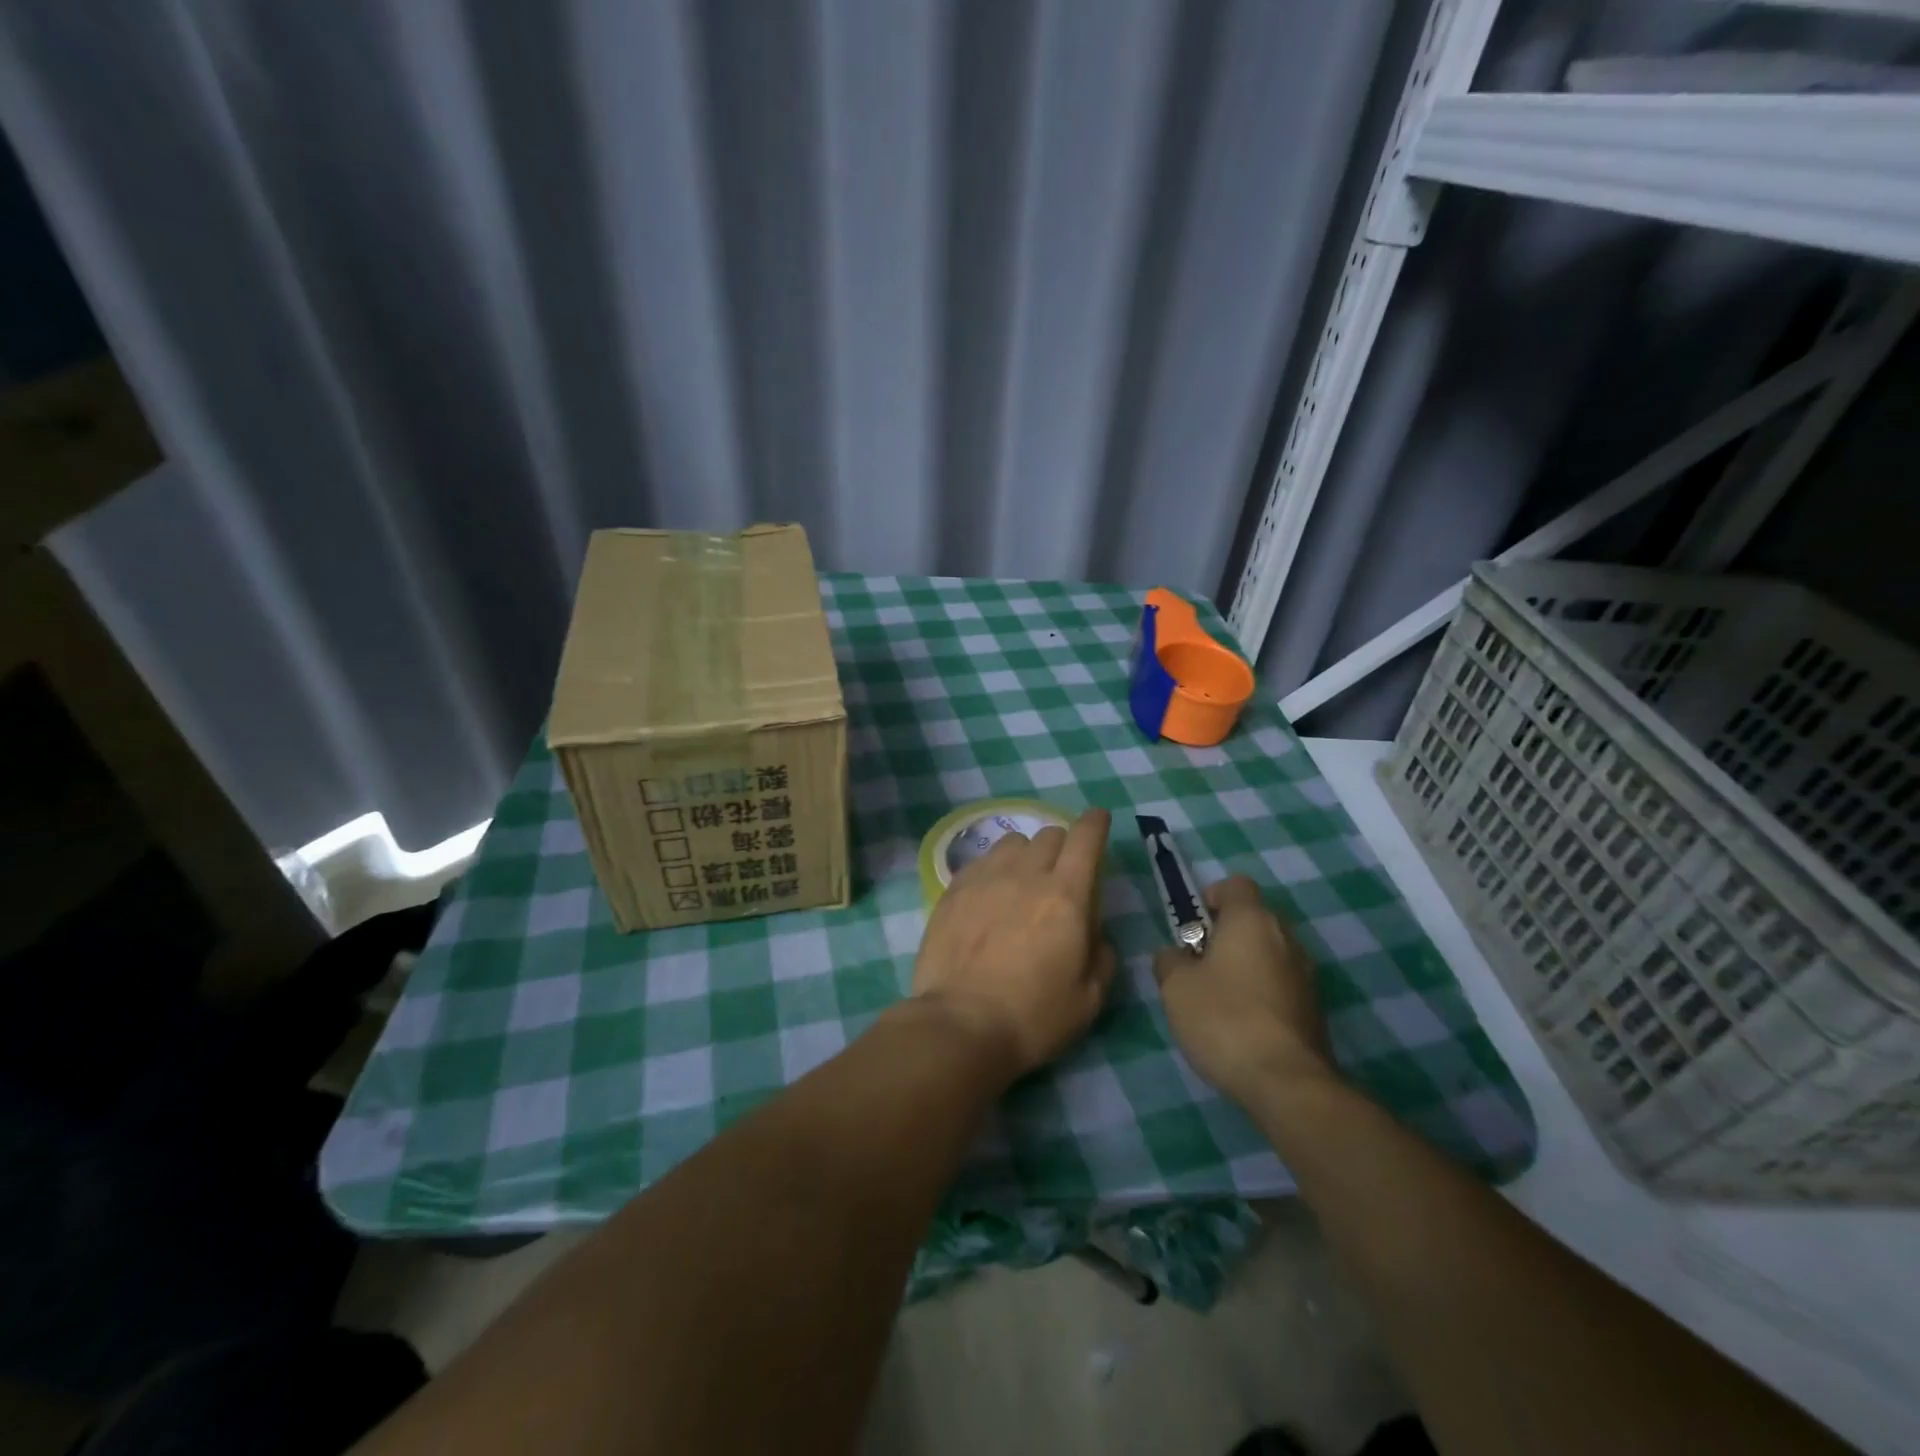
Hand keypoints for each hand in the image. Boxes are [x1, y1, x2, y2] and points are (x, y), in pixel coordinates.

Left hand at [911, 809, 1116, 1079]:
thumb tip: (1094, 934)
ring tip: (1022, 882)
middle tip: (1061, 875)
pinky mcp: (953, 889)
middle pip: (1049, 835)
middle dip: (1063, 846)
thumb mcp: (1089, 998)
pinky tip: (990, 894)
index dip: (1096, 824)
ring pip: (1012, 842)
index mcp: (1067, 896)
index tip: (1098, 821)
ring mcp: (985, 878)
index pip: (1086, 838)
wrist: (961, 1025)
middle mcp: (1026, 875)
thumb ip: (1101, 956)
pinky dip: (994, 869)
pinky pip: (981, 861)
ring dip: (1026, 854)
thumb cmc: (1033, 1017)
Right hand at [1153, 875, 1336, 1107]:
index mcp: (1252, 919)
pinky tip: (1243, 1026)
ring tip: (1219, 1001)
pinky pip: (1282, 984)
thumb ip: (1169, 960)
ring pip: (1268, 953)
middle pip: (1253, 919)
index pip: (1235, 885)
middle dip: (1225, 935)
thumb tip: (1176, 955)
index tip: (1192, 927)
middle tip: (1198, 966)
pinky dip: (1262, 994)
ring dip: (1245, 966)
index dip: (1211, 898)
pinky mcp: (1315, 1008)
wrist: (1286, 1082)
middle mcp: (1285, 937)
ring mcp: (1306, 973)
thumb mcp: (1175, 986)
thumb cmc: (1224, 1019)